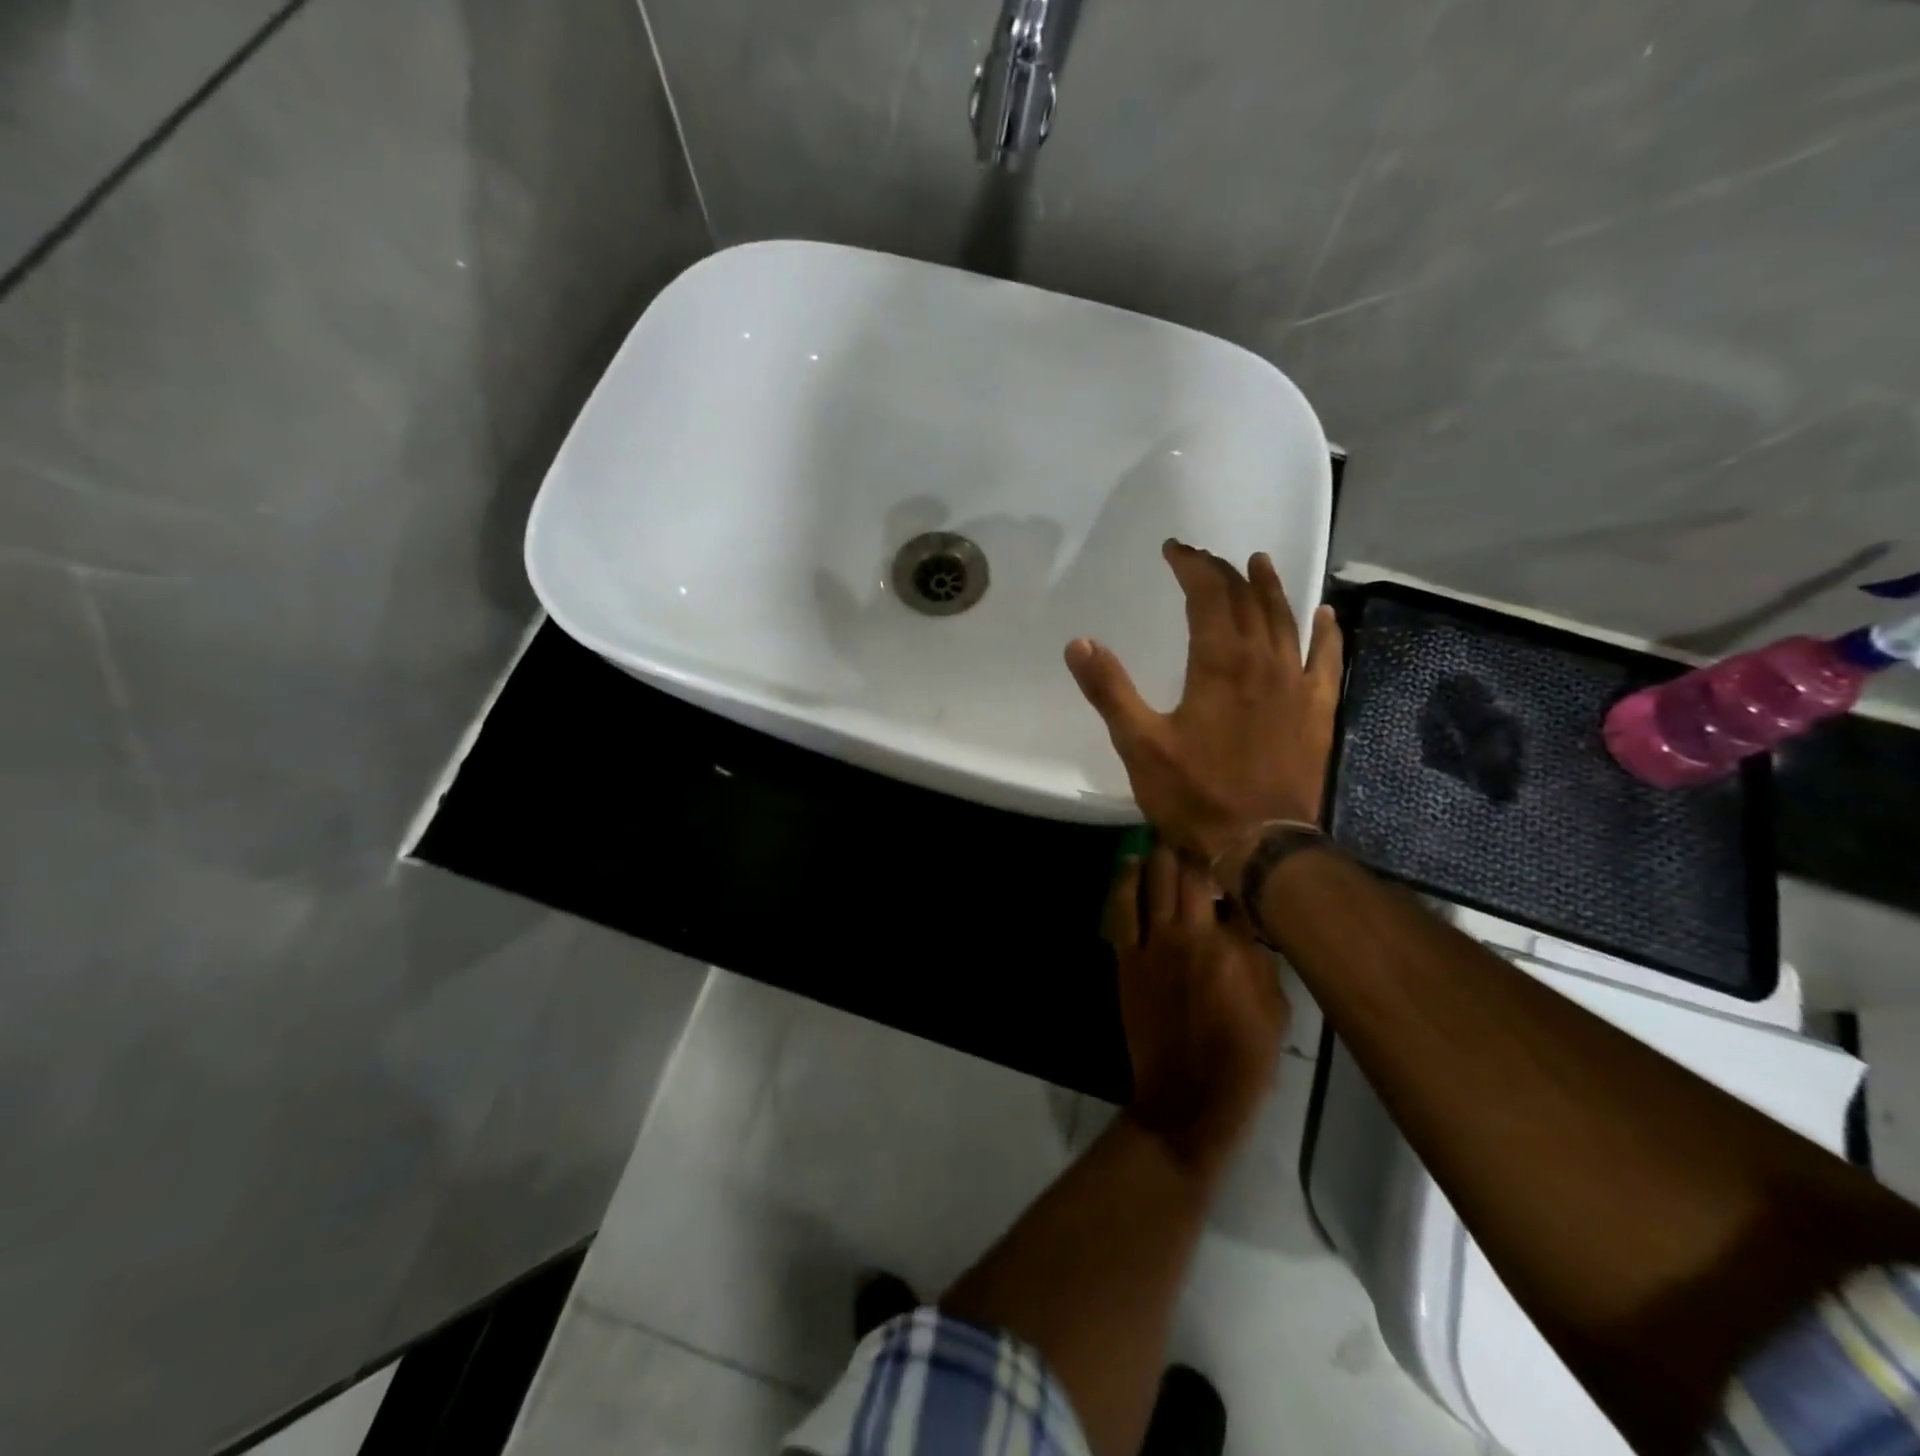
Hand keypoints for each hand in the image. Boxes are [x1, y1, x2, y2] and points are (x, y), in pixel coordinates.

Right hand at [1065, 541, 1343, 864]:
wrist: (1260, 843)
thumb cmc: (1195, 794)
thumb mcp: (1139, 743)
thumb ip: (1109, 689)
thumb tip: (1079, 642)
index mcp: (1219, 663)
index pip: (1208, 595)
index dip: (1192, 567)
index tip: (1175, 550)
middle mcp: (1263, 662)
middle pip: (1247, 600)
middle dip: (1223, 572)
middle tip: (1203, 557)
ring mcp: (1296, 685)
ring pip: (1286, 621)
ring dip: (1271, 589)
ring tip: (1260, 563)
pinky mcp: (1316, 712)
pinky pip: (1326, 661)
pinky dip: (1326, 634)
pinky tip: (1326, 617)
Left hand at [1106, 847, 1289, 1179]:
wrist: (1188, 1095)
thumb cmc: (1243, 1059)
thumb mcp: (1276, 1011)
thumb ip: (1261, 961)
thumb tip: (1246, 927)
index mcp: (1235, 948)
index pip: (1236, 891)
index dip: (1237, 869)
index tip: (1239, 854)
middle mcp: (1193, 935)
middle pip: (1190, 873)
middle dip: (1194, 848)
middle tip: (1198, 834)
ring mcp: (1154, 943)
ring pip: (1153, 880)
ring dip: (1159, 855)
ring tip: (1164, 840)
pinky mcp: (1127, 957)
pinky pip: (1121, 909)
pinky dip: (1124, 882)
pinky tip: (1130, 864)